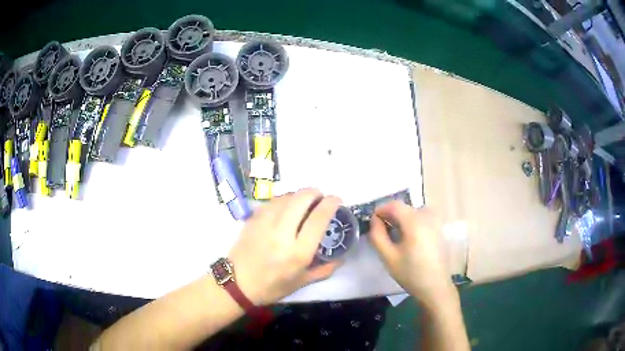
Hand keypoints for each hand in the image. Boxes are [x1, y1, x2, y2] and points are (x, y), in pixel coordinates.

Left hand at [229, 189, 341, 304]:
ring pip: (286, 196)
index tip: (336, 200)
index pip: (318, 218)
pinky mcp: (253, 219)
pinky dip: (283, 200)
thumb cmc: (272, 287)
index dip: (331, 203)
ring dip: (299, 195)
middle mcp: (282, 233)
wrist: (237, 284)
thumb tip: (341, 257)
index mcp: (298, 252)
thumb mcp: (302, 282)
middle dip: (315, 193)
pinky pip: (272, 202)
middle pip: (302, 198)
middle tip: (319, 198)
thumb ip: (325, 269)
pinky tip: (285, 208)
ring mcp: (265, 223)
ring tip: (303, 203)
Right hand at [369, 201, 453, 305]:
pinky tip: (408, 239)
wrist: (435, 286)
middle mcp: (427, 216)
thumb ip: (377, 236)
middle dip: (390, 215)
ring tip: (394, 235)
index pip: (394, 205)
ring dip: (401, 218)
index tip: (372, 221)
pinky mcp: (439, 229)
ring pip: (413, 212)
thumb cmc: (410, 273)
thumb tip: (374, 220)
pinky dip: (412, 222)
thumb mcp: (388, 257)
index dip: (381, 209)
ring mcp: (435, 222)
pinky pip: (422, 218)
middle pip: (404, 208)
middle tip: (381, 231)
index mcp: (414, 222)